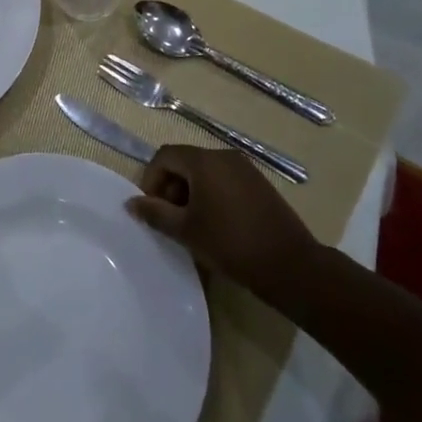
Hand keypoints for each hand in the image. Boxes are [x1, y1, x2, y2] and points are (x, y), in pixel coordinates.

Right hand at [126, 144, 319, 308]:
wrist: (290, 265)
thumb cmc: (230, 244)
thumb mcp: (186, 231)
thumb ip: (155, 213)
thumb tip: (131, 203)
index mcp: (204, 161)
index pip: (165, 156)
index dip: (151, 179)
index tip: (152, 209)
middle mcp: (224, 156)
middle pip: (185, 161)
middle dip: (171, 186)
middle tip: (170, 219)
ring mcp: (245, 168)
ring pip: (205, 171)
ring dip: (190, 191)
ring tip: (192, 224)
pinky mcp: (259, 183)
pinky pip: (225, 179)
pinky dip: (212, 194)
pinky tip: (216, 224)